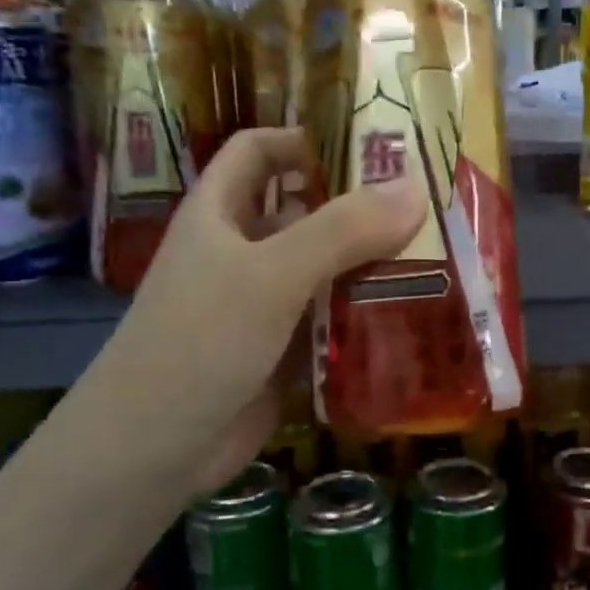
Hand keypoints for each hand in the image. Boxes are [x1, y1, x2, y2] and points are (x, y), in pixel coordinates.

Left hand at [91, 128, 427, 495]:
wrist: (153, 450)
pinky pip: (330, 317)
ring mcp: (262, 303)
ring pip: (324, 267)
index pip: (258, 151)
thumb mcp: (270, 276)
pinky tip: (413, 312)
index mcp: (220, 213)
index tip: (368, 146)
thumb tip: (414, 188)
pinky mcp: (282, 349)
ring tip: (437, 255)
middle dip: (358, 206)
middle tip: (427, 204)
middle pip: (304, 210)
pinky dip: (364, 311)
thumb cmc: (199, 343)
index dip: (303, 139)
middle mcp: (241, 251)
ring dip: (370, 262)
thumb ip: (341, 231)